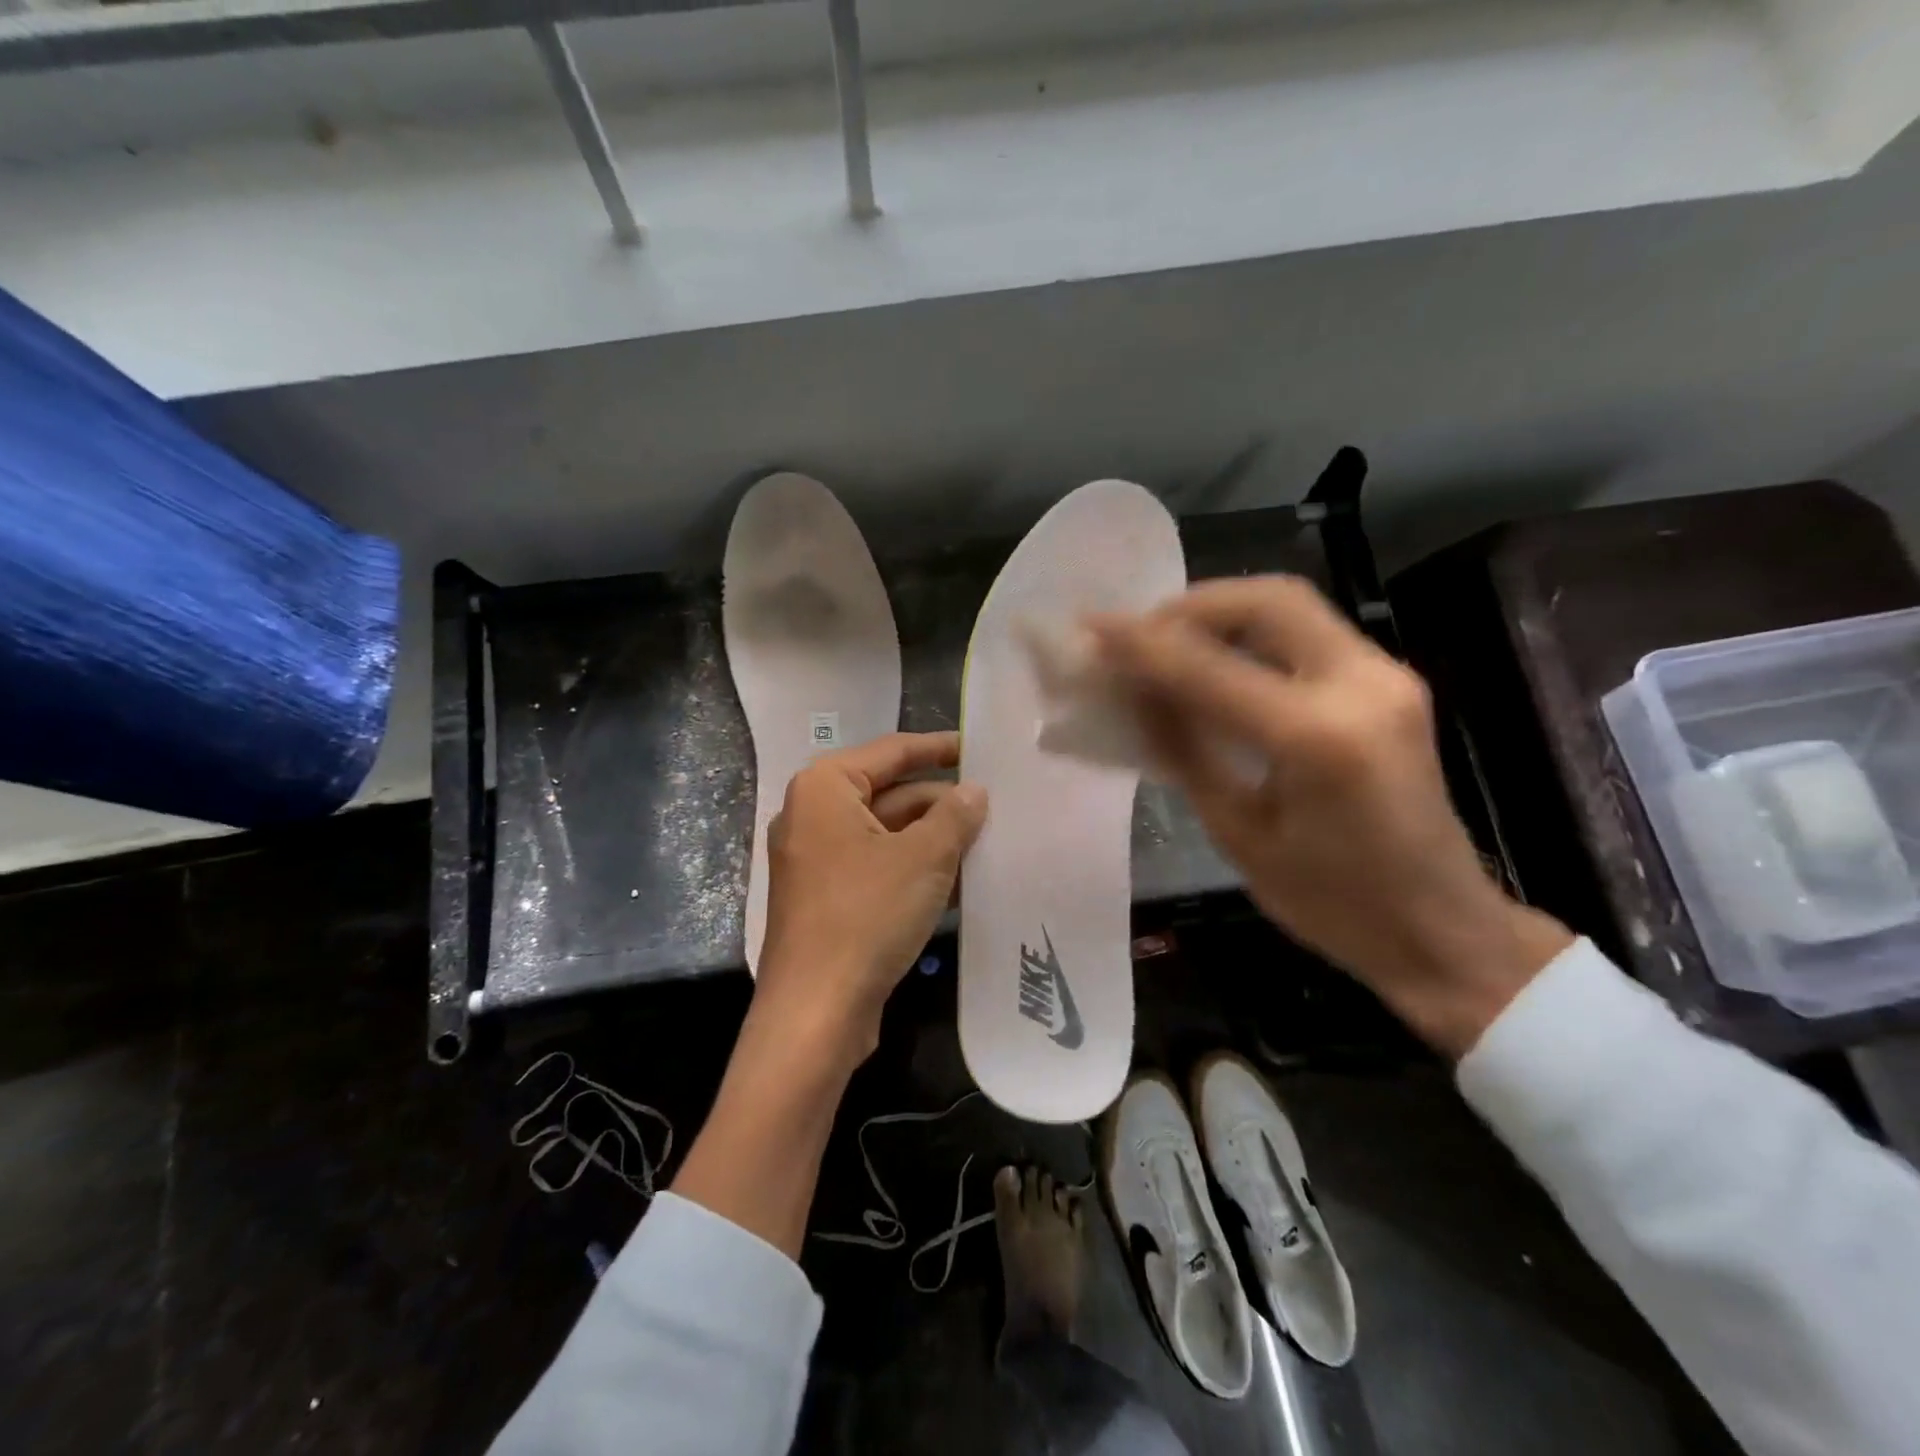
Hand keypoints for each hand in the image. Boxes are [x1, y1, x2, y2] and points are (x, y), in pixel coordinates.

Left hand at [756, 730, 987, 1065]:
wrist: (816, 1011)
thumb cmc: (867, 915)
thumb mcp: (923, 858)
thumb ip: (954, 816)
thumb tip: (973, 791)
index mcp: (825, 789)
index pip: (891, 751)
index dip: (938, 747)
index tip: (978, 746)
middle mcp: (813, 816)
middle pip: (889, 793)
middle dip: (941, 801)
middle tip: (994, 804)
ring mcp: (816, 860)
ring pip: (886, 833)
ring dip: (933, 838)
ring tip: (987, 840)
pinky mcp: (826, 898)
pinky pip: (877, 866)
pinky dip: (914, 867)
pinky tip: (960, 880)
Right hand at [1090, 577, 1570, 1056]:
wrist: (1442, 928)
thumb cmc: (1332, 904)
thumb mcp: (1238, 834)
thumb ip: (1185, 751)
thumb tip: (1134, 695)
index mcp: (1319, 740)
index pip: (1211, 669)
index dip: (1143, 644)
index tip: (1091, 627)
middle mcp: (1363, 687)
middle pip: (1268, 601)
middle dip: (1191, 607)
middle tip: (1139, 635)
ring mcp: (1387, 677)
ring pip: (1291, 607)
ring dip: (1221, 614)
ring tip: (1168, 645)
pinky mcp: (1390, 682)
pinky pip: (1308, 633)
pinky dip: (1251, 634)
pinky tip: (1217, 661)